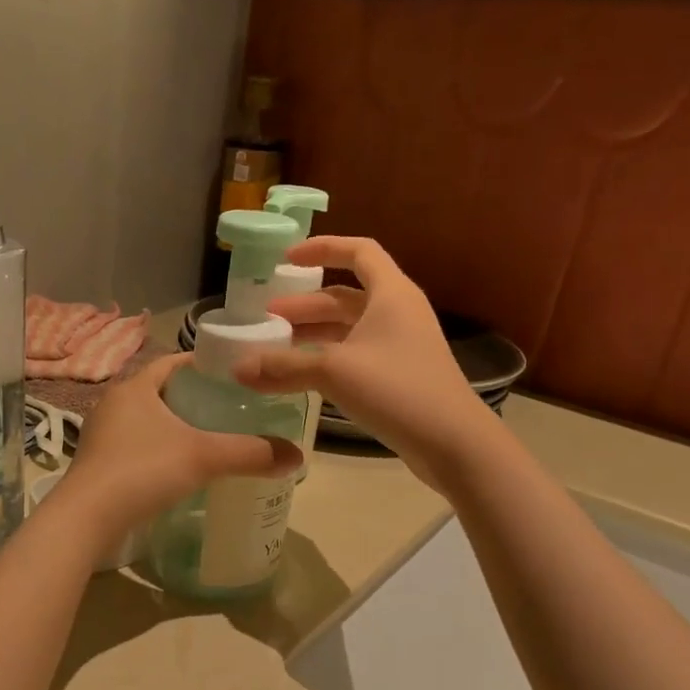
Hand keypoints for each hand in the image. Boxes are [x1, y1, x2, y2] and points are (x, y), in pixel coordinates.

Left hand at [49, 353, 300, 542]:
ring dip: (174, 427)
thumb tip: (296, 456)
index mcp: (134, 388)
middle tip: (229, 410)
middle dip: (193, 398)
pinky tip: (177, 469)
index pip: (173, 362)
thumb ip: (250, 453)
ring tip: (208, 439)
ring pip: (146, 421)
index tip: (233, 375)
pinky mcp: (97, 464)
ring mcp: (101, 435)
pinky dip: (158, 450)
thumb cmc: (143, 471)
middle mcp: (113, 404)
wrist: (86, 519)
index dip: (203, 364)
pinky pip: (135, 446)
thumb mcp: (204, 457)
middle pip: (160, 391)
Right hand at [234, 237, 486, 489]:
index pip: (358, 251)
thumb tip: (238, 368)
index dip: (322, 248)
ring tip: (276, 345)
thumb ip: (284, 366)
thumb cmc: (396, 389)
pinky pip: (356, 353)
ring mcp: (400, 345)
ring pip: (350, 327)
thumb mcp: (333, 372)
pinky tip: (302, 374)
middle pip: (346, 295)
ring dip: (314, 332)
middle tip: (267, 317)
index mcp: (391, 294)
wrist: (452, 441)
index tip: (286, 259)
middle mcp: (398, 312)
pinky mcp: (399, 375)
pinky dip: (327, 357)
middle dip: (305, 304)